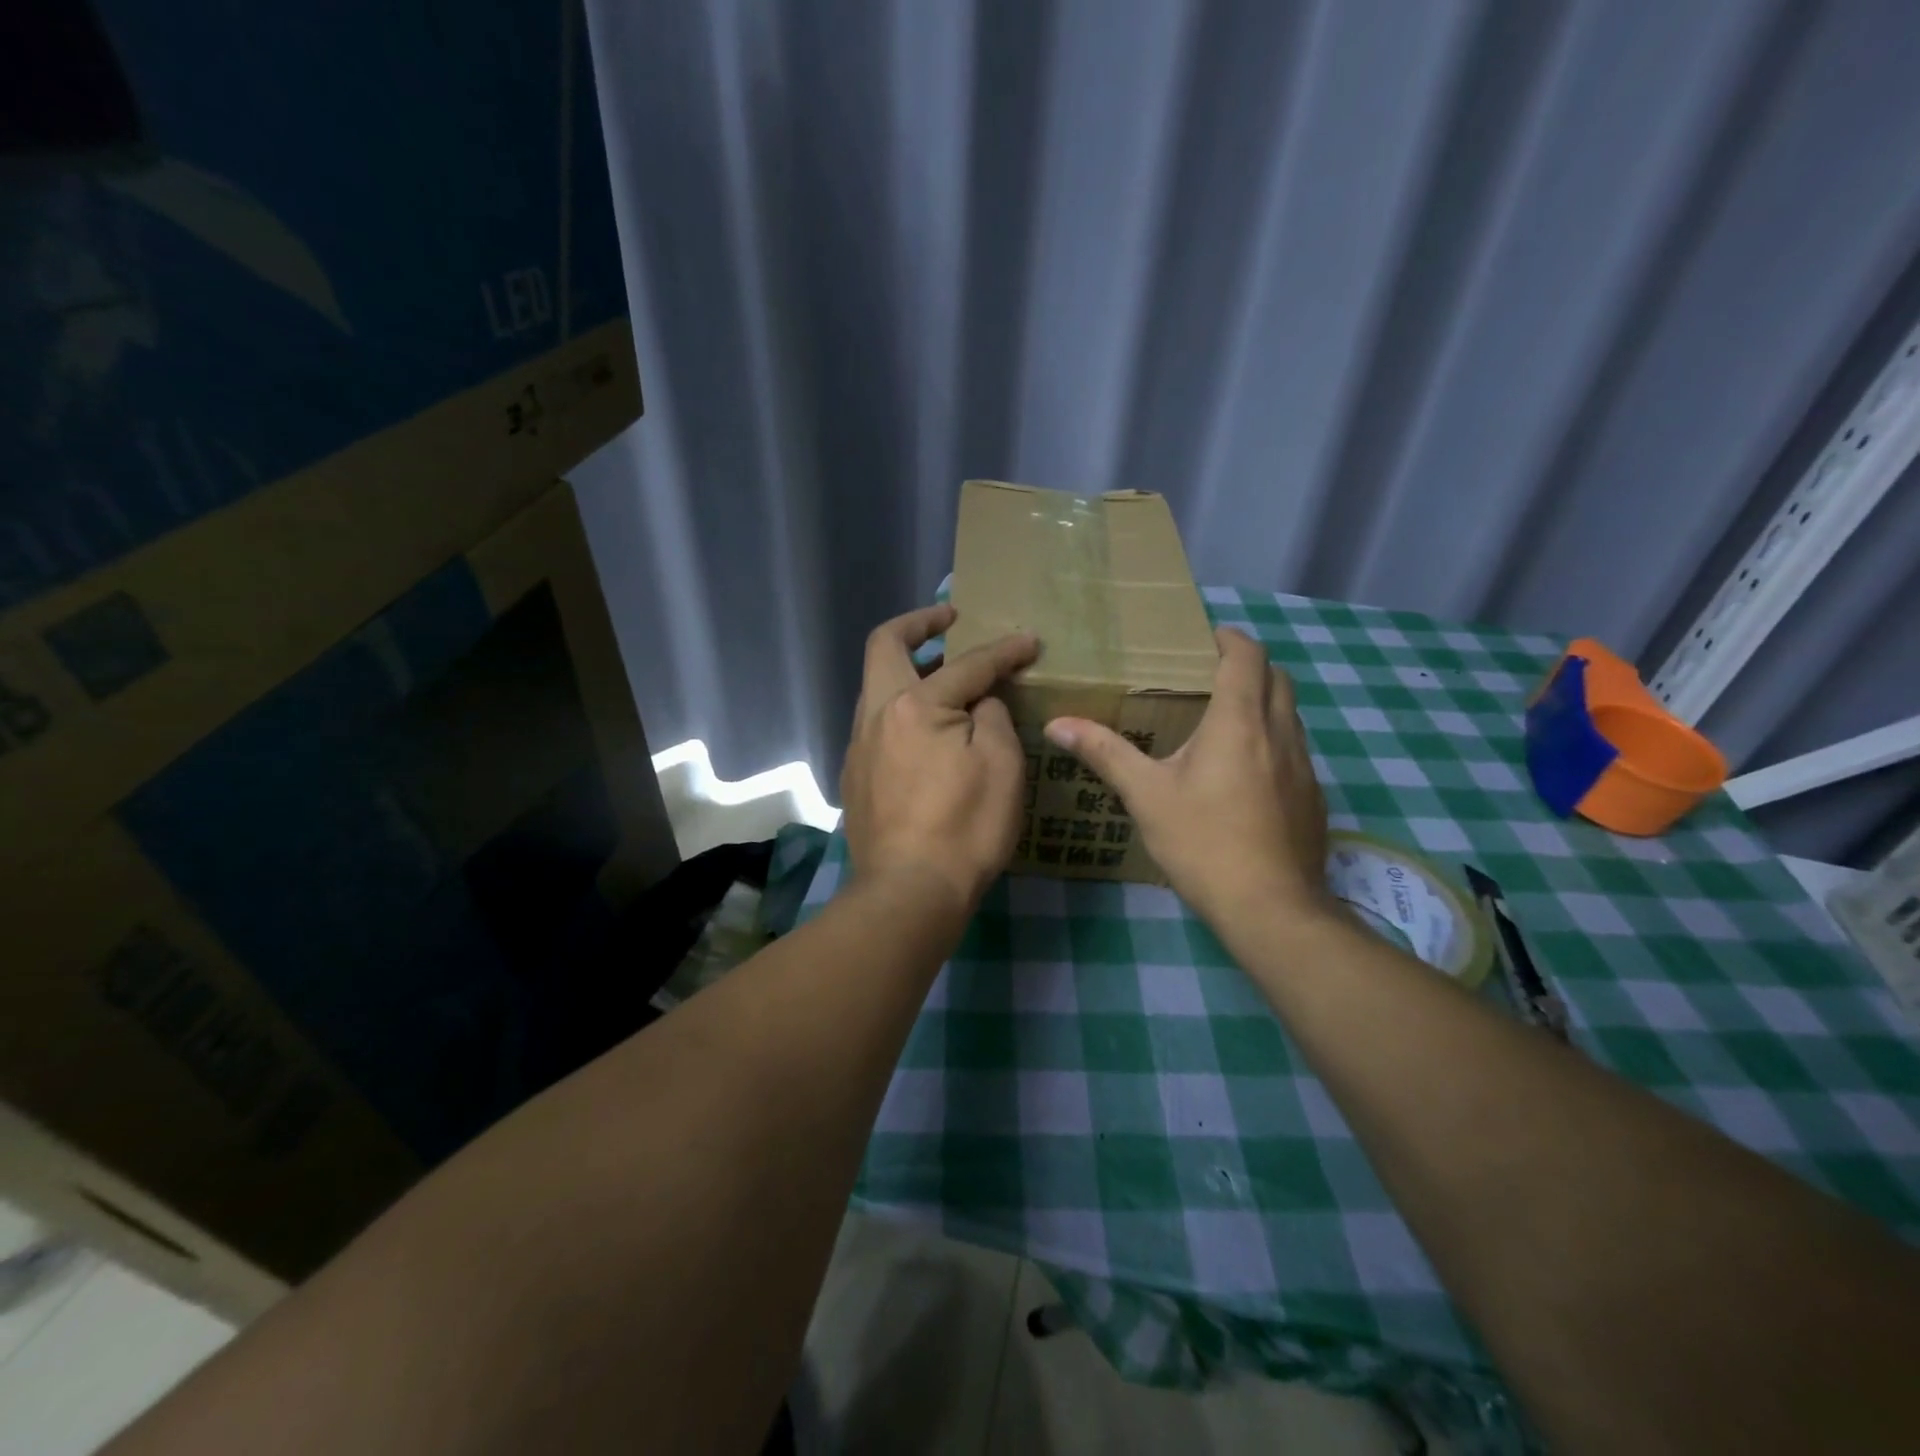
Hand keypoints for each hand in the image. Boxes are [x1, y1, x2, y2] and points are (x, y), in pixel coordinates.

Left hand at [841, 604, 1040, 915]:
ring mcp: (859, 746)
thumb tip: (980, 700)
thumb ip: (992, 715)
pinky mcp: (856, 776)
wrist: (909, 892)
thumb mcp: (1001, 765)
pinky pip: (878, 723)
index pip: (965, 664)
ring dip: (908, 669)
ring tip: (944, 674)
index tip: (1029, 642)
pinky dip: (902, 708)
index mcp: (913, 705)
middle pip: (884, 646)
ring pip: (877, 686)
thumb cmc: (965, 827)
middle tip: (950, 619)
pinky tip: (928, 732)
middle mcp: (876, 715)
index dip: (1003, 650)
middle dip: (918, 624)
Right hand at [1043, 627, 1329, 929]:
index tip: (1207, 638)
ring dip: (1265, 704)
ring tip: (1225, 723)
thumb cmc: (1203, 842)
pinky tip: (1246, 777)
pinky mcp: (1314, 798)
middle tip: (1212, 677)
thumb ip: (1104, 753)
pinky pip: (1296, 752)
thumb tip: (1056, 724)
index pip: (1248, 656)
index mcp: (1239, 722)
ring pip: (1290, 716)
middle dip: (1250, 667)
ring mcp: (1304, 767)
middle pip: (1278, 679)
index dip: (1231, 639)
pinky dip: (1274, 743)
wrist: (1270, 907)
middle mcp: (1280, 733)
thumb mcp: (1146, 795)